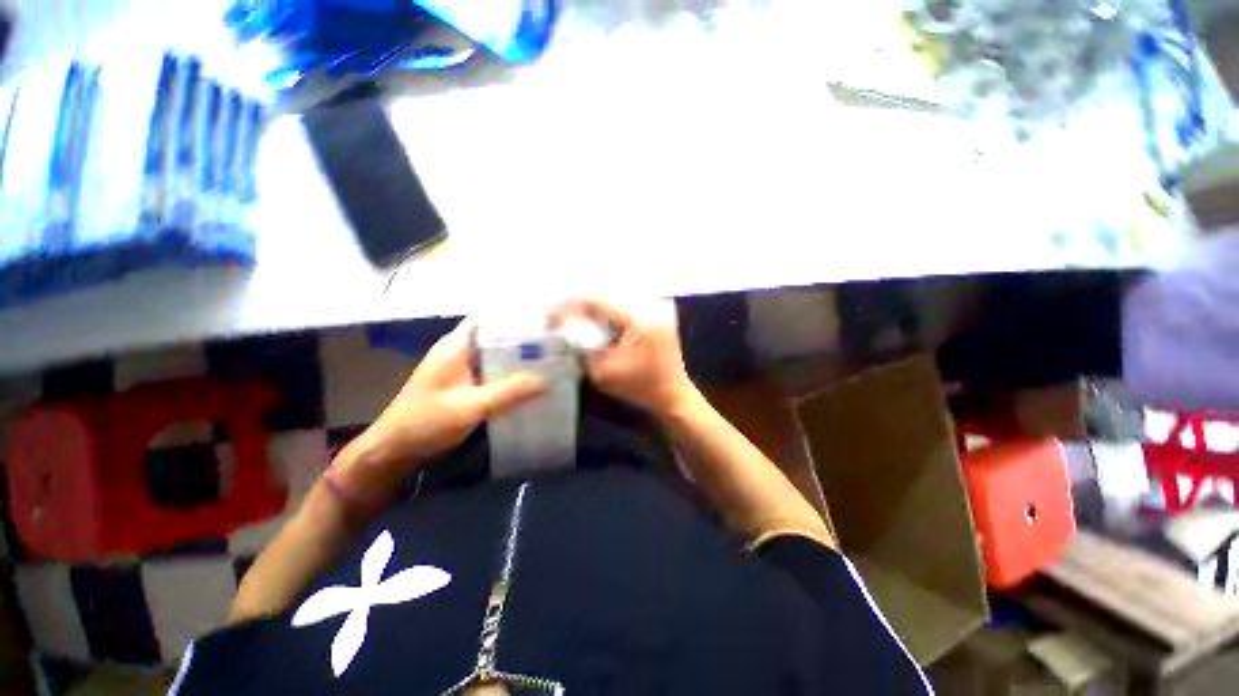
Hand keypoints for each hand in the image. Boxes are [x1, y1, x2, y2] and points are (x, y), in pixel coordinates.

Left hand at [334, 318, 545, 496]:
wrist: (394, 449)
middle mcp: (460, 350)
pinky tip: (530, 378)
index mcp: (456, 345)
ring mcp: (462, 367)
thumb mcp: (470, 407)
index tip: (545, 318)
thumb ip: (509, 392)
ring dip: (518, 355)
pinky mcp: (464, 382)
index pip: (489, 317)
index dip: (516, 314)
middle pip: (496, 334)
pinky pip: (493, 370)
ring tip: (551, 356)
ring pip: (496, 353)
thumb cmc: (426, 422)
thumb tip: (547, 379)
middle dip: (524, 336)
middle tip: (555, 340)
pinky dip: (510, 371)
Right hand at [555, 298, 695, 416]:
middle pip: (607, 293)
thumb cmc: (640, 388)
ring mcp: (658, 307)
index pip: (598, 301)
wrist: (673, 395)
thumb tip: (563, 331)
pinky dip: (609, 308)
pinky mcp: (659, 312)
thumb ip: (582, 350)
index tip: (553, 315)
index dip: (572, 306)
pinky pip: (628, 302)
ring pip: (617, 294)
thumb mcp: (604, 374)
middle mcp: (651, 306)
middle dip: (581, 302)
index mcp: (640, 320)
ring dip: (595, 303)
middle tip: (561, 313)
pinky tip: (597, 316)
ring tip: (574, 313)